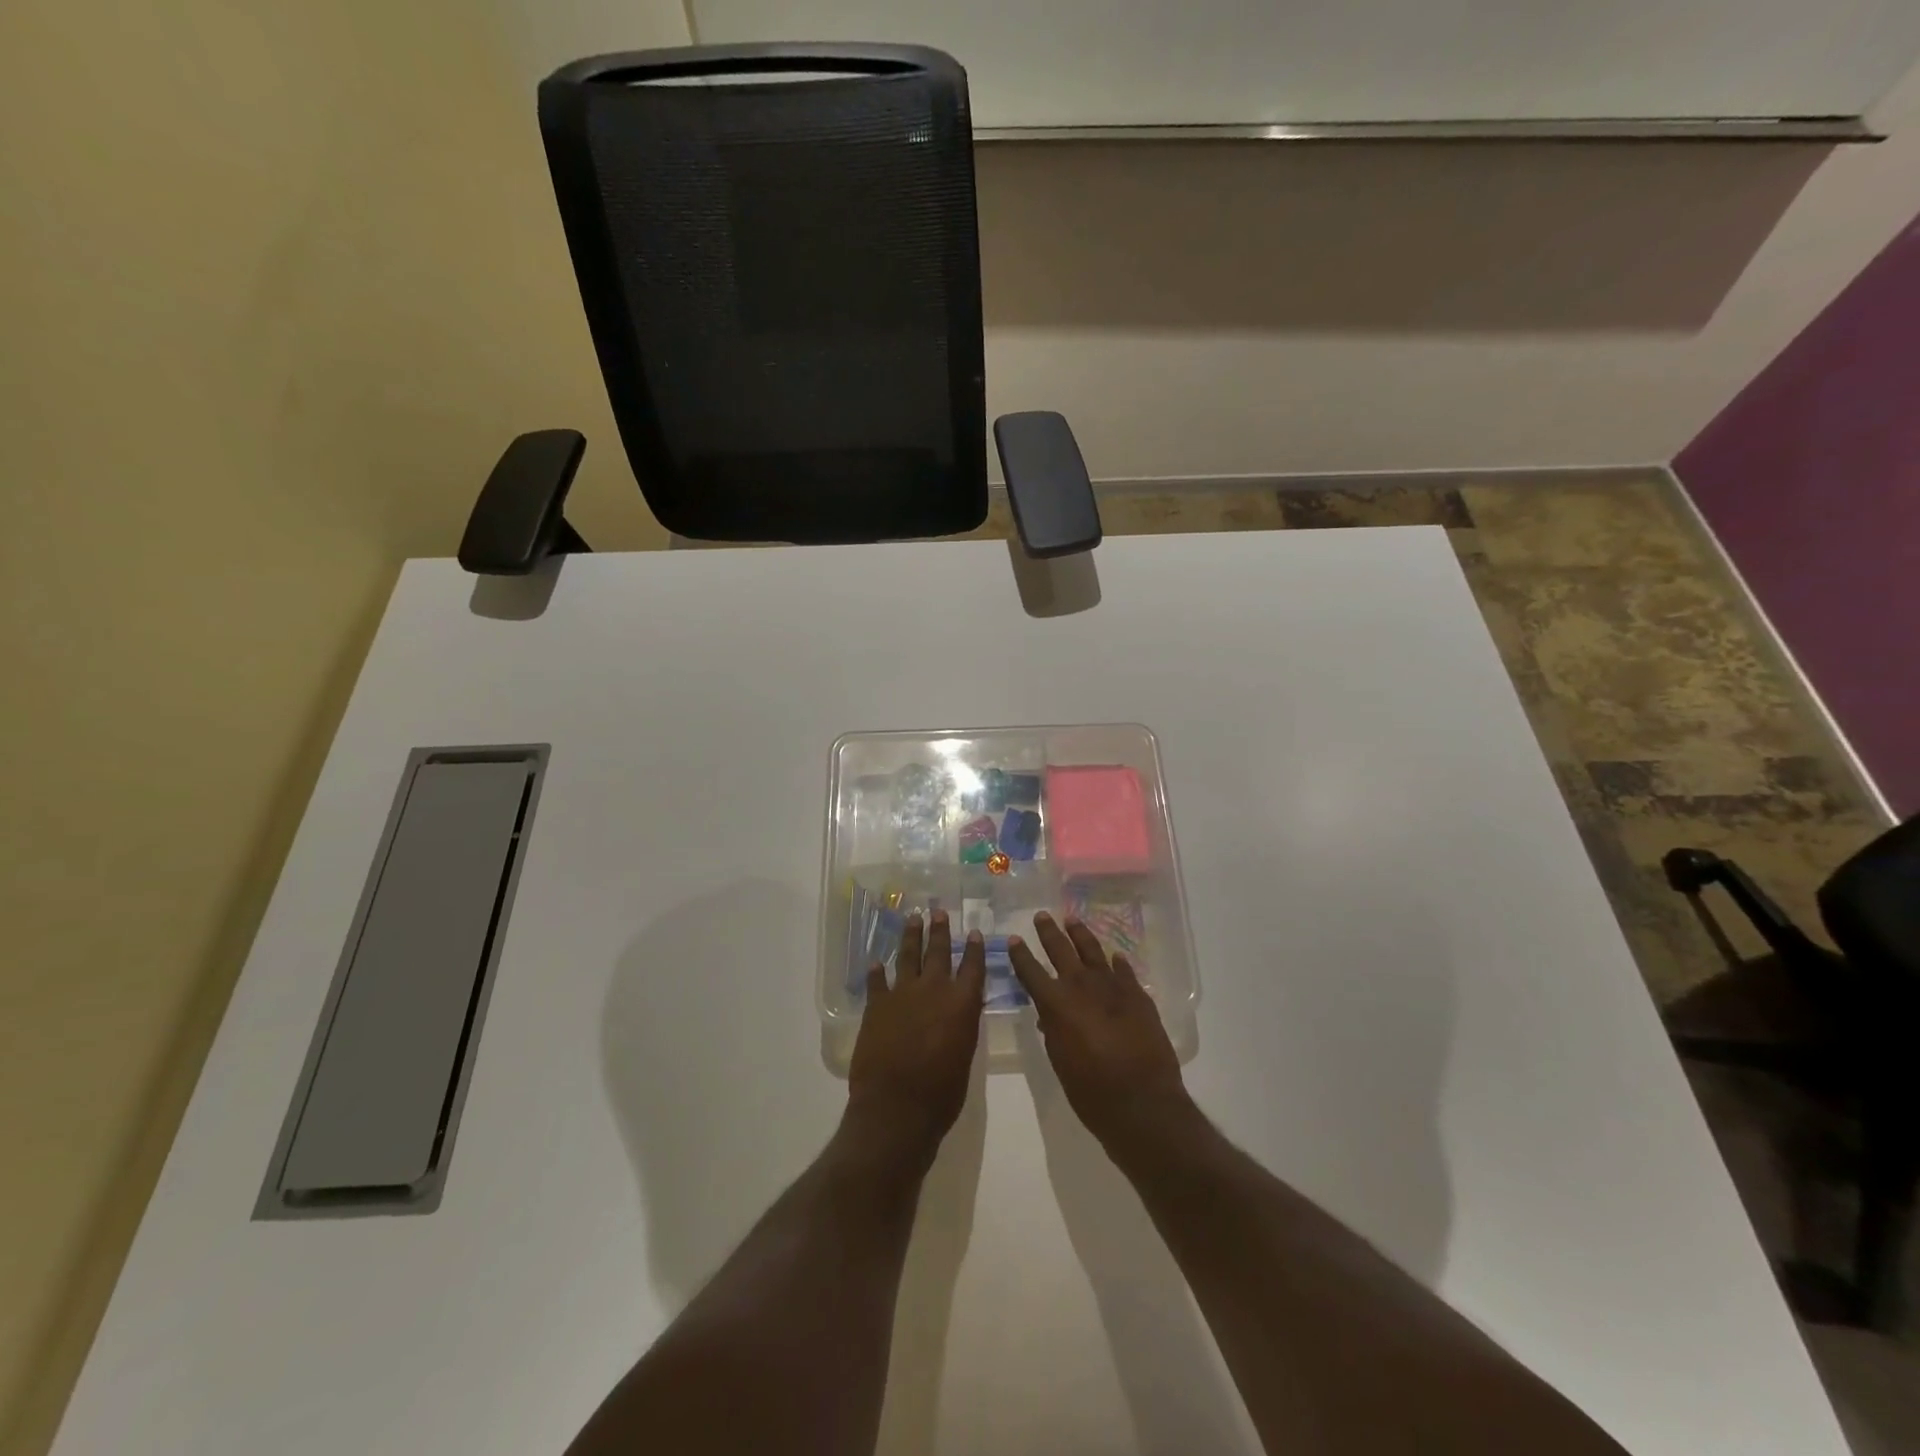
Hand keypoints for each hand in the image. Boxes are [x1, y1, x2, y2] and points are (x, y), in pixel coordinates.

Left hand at [848, 910, 985, 1162]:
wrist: (896, 1107)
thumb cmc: (941, 1093)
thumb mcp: (964, 1056)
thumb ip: (963, 1025)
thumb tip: (962, 1009)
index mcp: (962, 1003)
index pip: (972, 967)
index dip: (974, 949)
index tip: (975, 932)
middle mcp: (933, 990)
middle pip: (938, 952)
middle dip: (940, 930)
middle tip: (939, 911)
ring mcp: (902, 994)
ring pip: (908, 956)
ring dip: (911, 936)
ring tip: (913, 918)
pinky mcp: (876, 1006)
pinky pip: (877, 981)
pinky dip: (877, 972)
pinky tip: (877, 962)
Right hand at [1007, 912, 1190, 1155]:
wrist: (1142, 1101)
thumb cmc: (1091, 1090)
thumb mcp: (1060, 1061)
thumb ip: (1053, 1032)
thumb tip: (1048, 1016)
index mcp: (1056, 1003)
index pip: (1030, 970)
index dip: (1020, 954)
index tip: (1014, 939)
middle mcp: (1081, 985)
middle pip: (1061, 949)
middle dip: (1049, 932)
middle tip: (1042, 915)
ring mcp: (1112, 986)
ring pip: (1092, 950)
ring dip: (1080, 933)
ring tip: (1072, 919)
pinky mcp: (1137, 994)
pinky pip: (1123, 970)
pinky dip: (1116, 962)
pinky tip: (1114, 956)